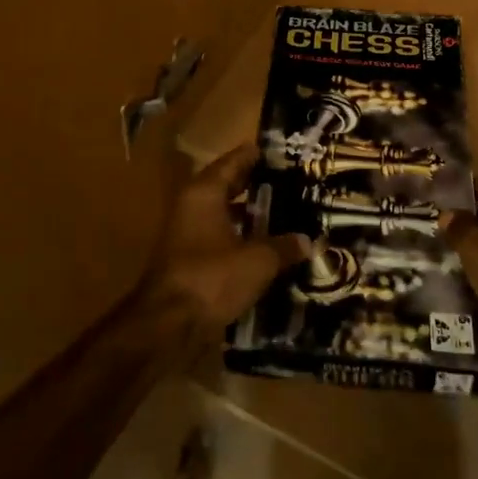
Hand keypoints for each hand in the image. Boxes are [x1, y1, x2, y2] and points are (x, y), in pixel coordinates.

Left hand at [140, 144, 310, 350]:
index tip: (289, 153)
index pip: (235, 161)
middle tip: (296, 183)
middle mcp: (193, 205)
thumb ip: (284, 246)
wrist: (169, 325)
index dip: (260, 156)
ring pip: (227, 213)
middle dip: (260, 185)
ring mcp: (189, 233)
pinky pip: (223, 238)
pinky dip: (243, 238)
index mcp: (204, 192)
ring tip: (290, 214)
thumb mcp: (258, 261)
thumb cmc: (212, 278)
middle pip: (230, 186)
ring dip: (253, 214)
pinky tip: (270, 246)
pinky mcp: (191, 260)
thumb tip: (308, 241)